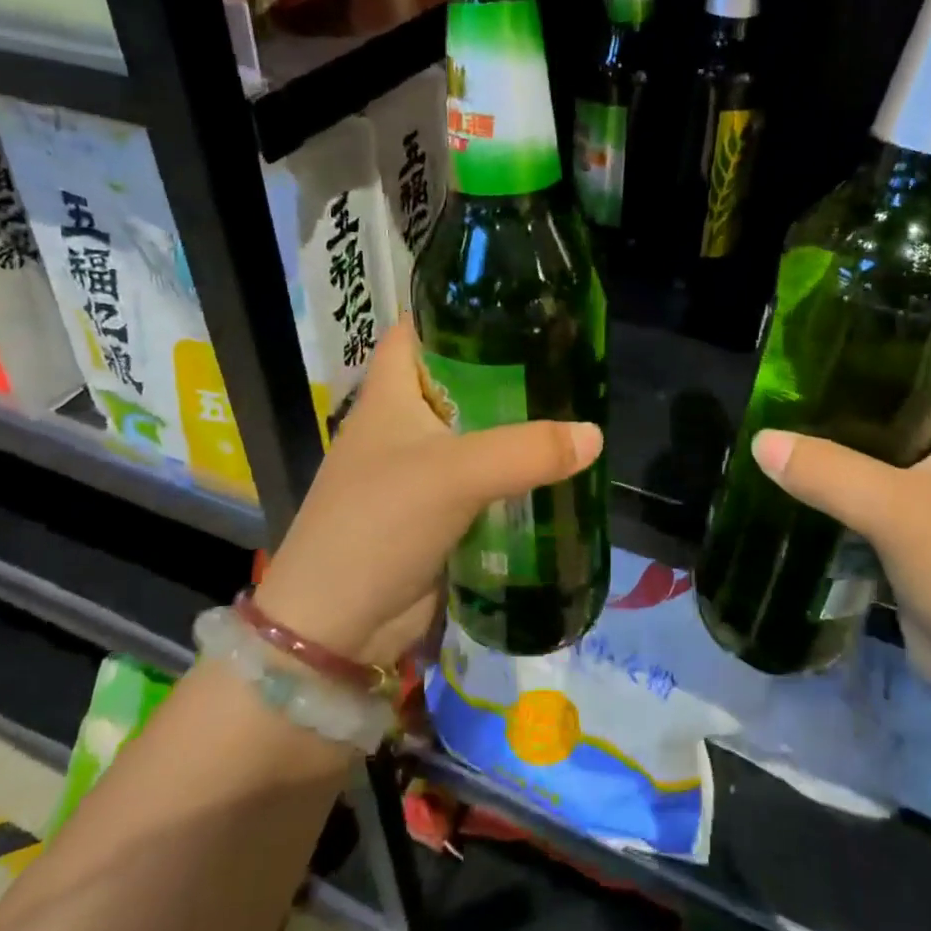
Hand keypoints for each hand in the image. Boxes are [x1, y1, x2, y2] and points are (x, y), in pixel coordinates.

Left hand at [251, 316, 602, 668]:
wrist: (337, 628)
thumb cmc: (379, 523)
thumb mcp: (455, 474)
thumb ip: (527, 450)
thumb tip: (594, 435)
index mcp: (390, 393)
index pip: (419, 329)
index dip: (456, 310)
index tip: (512, 302)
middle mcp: (403, 424)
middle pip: (458, 381)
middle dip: (506, 371)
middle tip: (565, 358)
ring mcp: (419, 470)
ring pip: (475, 433)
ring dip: (515, 428)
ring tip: (572, 409)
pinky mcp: (436, 512)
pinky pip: (482, 480)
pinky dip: (513, 475)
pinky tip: (554, 471)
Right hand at [751, 350, 930, 731]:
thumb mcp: (899, 513)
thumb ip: (828, 472)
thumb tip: (761, 440)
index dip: (921, 328)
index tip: (859, 316)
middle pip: (917, 399)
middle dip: (865, 380)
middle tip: (804, 363)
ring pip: (893, 450)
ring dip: (850, 435)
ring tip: (792, 410)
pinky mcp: (927, 540)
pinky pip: (881, 494)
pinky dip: (846, 482)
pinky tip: (803, 476)